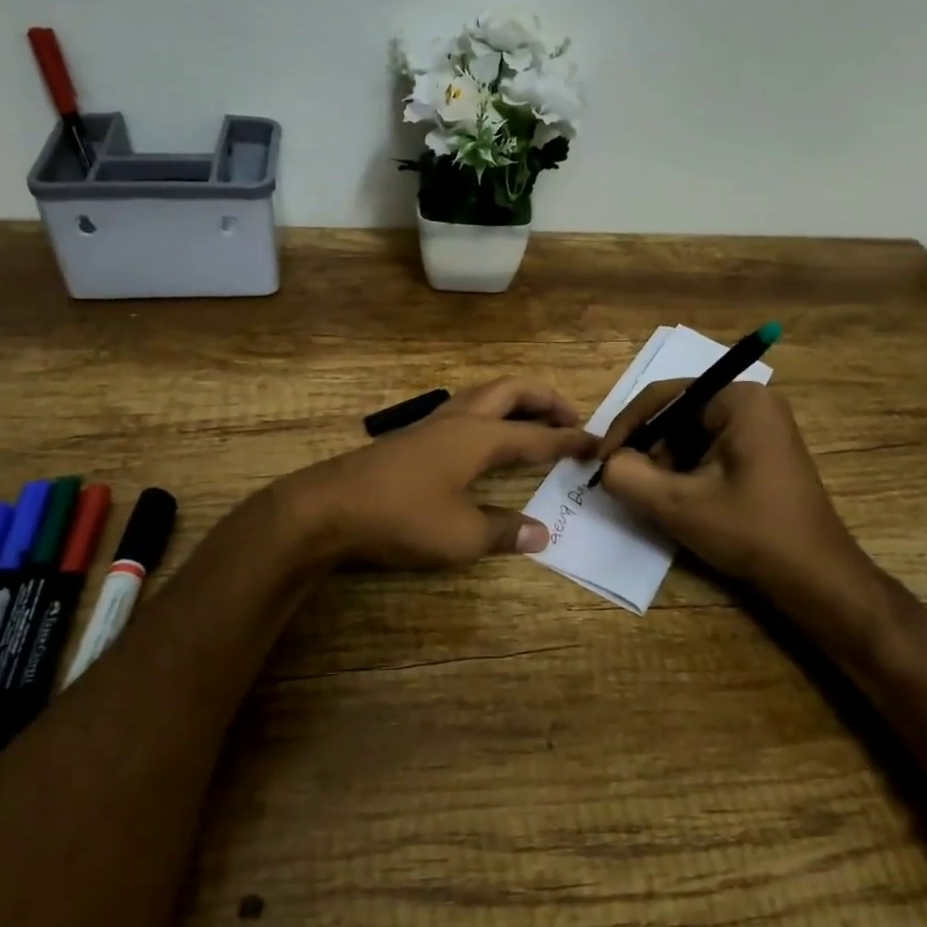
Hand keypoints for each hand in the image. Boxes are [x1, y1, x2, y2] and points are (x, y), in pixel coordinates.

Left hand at [292, 378, 597, 568]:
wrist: (328, 507)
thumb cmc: (401, 517)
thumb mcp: (460, 535)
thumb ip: (504, 531)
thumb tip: (542, 533)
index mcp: (479, 437)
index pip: (537, 435)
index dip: (570, 440)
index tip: (597, 443)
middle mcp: (459, 420)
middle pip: (512, 392)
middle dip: (546, 399)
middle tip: (571, 417)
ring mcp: (432, 424)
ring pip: (485, 395)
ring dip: (516, 401)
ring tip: (533, 420)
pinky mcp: (412, 436)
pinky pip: (465, 410)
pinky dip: (490, 413)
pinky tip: (485, 437)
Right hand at [597, 381, 877, 607]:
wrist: (816, 578)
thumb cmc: (751, 532)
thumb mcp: (679, 505)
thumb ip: (628, 476)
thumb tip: (608, 463)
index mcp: (738, 399)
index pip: (664, 397)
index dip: (626, 428)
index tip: (601, 461)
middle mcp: (752, 402)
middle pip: (677, 414)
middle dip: (648, 448)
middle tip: (627, 482)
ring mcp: (761, 427)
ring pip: (690, 435)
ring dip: (665, 463)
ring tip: (653, 496)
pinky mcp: (762, 452)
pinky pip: (709, 449)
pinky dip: (686, 471)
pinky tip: (680, 500)